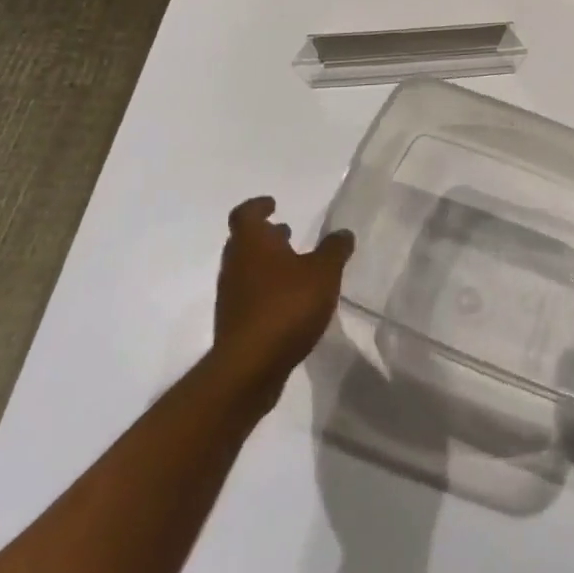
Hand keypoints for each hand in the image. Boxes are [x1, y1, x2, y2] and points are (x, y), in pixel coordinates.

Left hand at [214, 197, 354, 383]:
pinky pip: (249, 297)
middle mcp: (235, 265)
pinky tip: (289, 302)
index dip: (258, 206)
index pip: (245, 214)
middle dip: (265, 236)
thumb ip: (334, 249)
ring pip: (246, 270)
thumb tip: (343, 234)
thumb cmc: (286, 306)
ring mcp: (231, 297)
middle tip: (286, 233)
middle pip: (243, 242)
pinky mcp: (234, 326)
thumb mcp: (323, 272)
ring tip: (294, 268)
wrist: (249, 368)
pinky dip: (266, 291)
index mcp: (252, 243)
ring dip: (266, 264)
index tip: (274, 204)